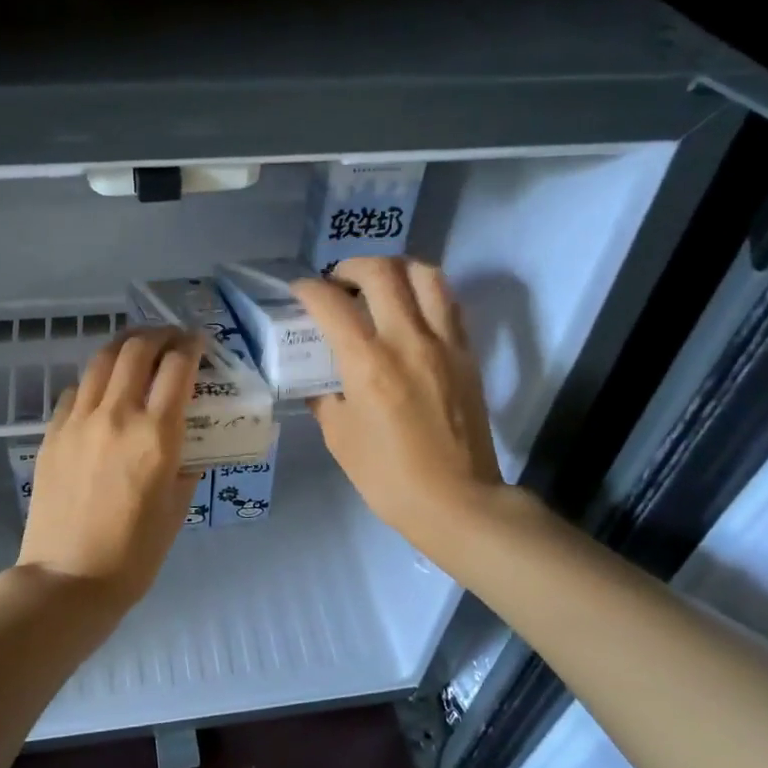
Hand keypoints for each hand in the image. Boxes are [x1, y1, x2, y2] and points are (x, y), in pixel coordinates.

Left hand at [18, 326, 201, 608]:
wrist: (68, 578)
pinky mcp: (52, 433)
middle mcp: (117, 415)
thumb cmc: (134, 554)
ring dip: (125, 345)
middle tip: (172, 339)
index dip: (192, 346)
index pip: (177, 367)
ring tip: (139, 348)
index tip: (200, 343)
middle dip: (159, 335)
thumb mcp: (177, 509)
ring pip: (101, 360)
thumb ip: (185, 467)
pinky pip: (76, 390)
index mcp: (156, 435)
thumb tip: (186, 447)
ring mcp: (78, 421)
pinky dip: (96, 378)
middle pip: (137, 350)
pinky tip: (104, 389)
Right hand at [291, 256, 504, 541]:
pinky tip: (411, 311)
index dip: (308, 289)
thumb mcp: (340, 439)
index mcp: (368, 364)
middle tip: (339, 284)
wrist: (457, 501)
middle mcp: (408, 340)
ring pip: (425, 274)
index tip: (300, 292)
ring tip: (380, 286)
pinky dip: (425, 292)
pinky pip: (448, 303)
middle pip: (382, 271)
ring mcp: (444, 343)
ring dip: (396, 269)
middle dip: (351, 266)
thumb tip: (319, 380)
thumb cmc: (389, 478)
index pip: (332, 303)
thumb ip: (325, 399)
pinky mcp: (468, 354)